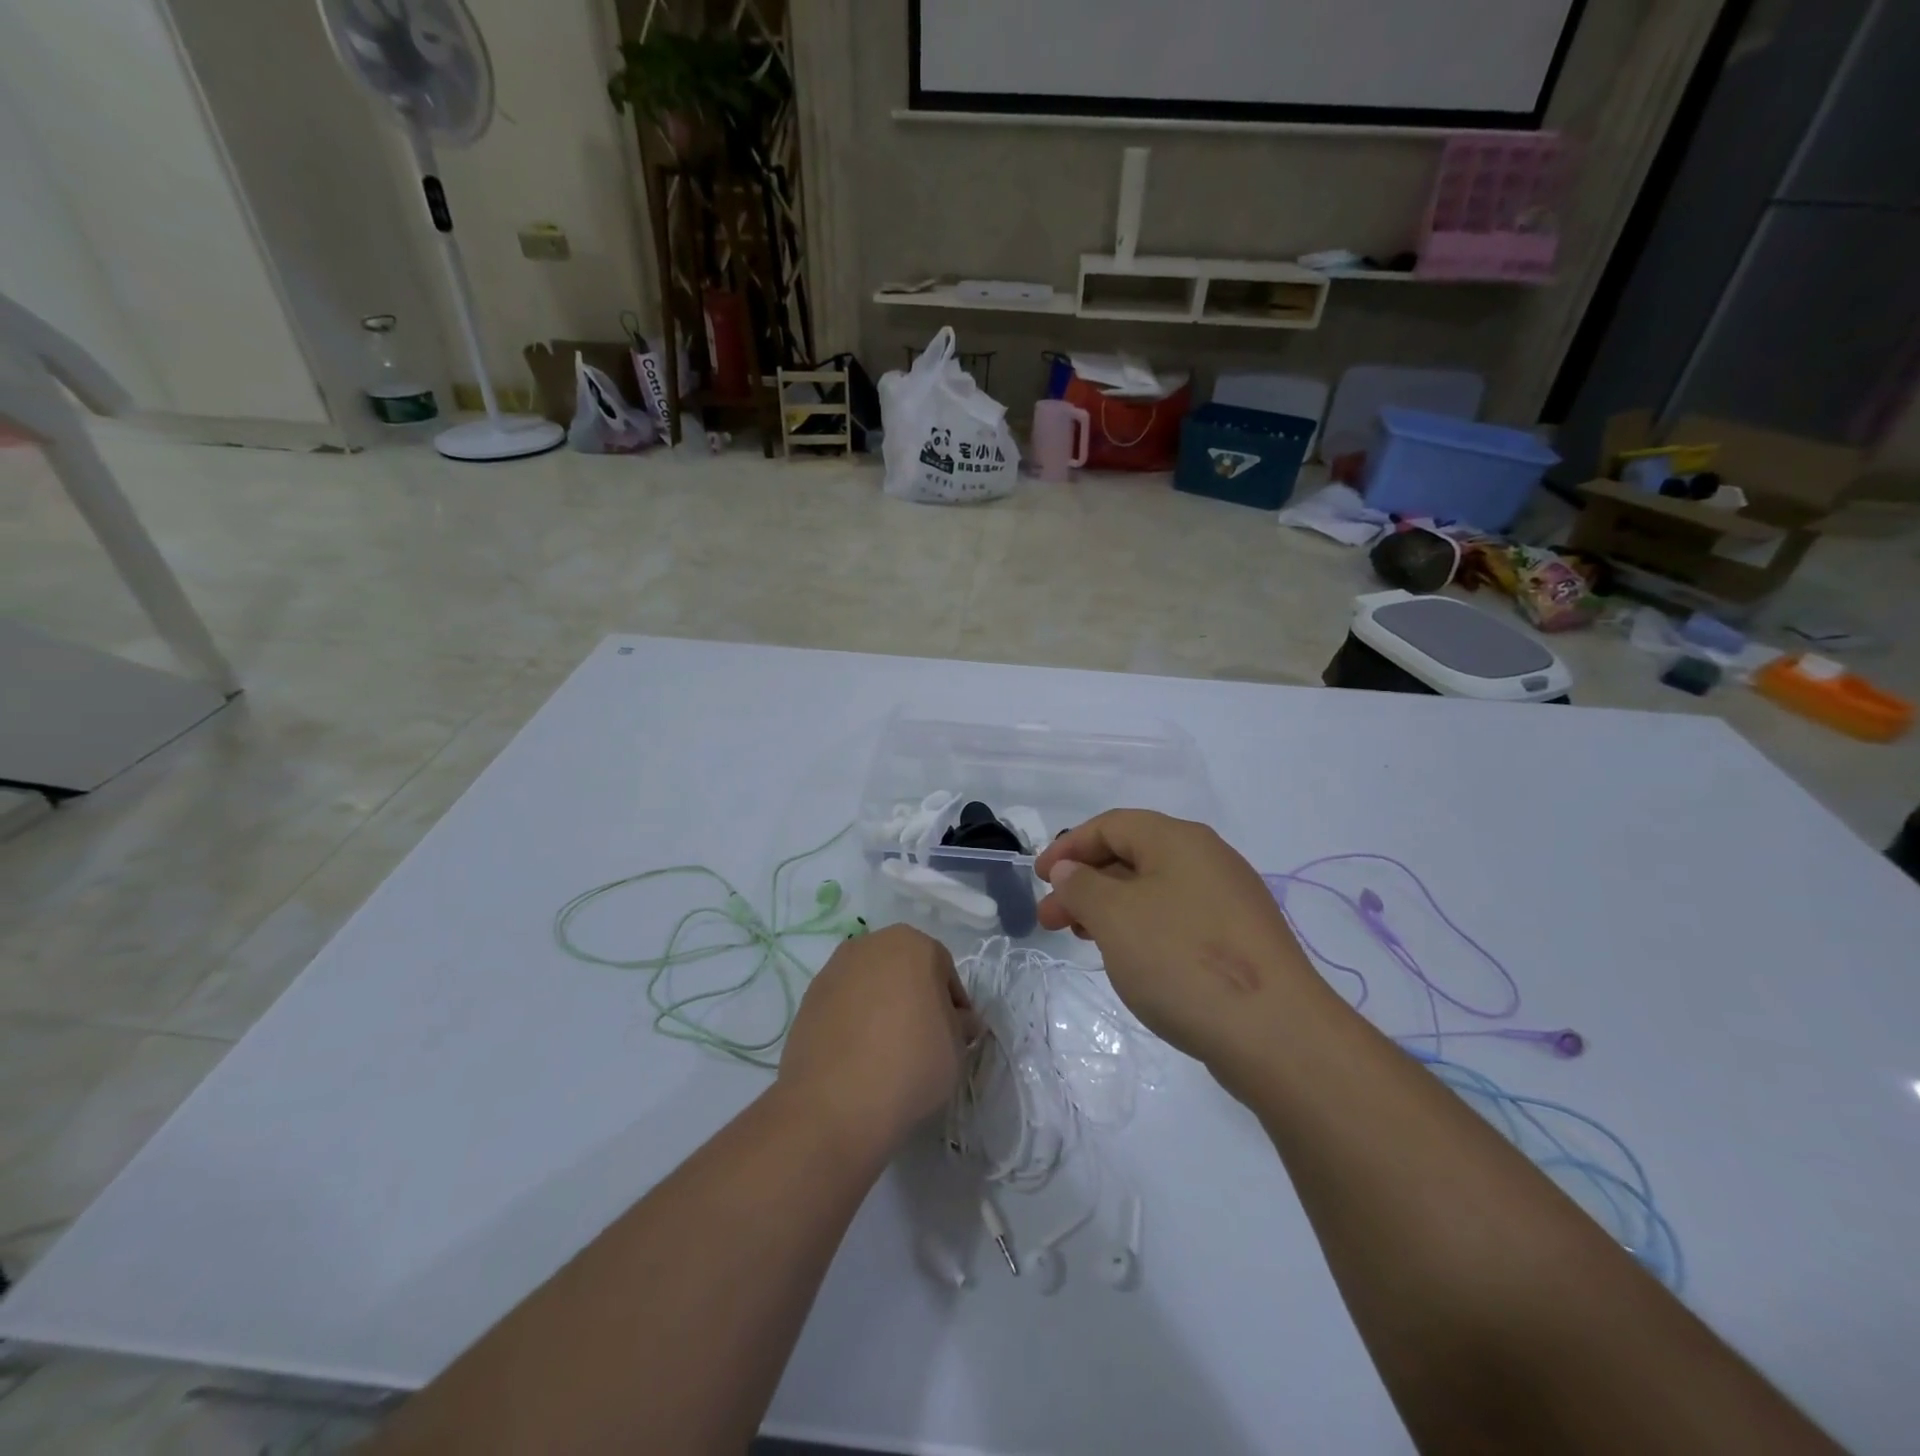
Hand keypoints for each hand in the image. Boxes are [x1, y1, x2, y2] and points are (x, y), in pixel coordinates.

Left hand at [778, 925, 979, 1153]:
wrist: (835, 1102)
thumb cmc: (911, 1063)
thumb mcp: (957, 1048)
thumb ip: (960, 1025)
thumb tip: (959, 1021)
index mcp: (913, 944)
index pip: (944, 971)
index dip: (953, 1005)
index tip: (955, 1036)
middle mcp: (871, 944)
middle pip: (904, 969)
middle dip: (916, 997)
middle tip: (923, 1039)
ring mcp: (834, 968)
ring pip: (871, 983)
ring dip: (882, 1006)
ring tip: (887, 1050)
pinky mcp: (808, 997)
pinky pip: (843, 1004)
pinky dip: (853, 1020)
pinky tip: (859, 1056)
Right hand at [1034, 811, 1322, 1069]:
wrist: (1276, 1034)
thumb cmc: (1182, 960)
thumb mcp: (1115, 917)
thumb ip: (1083, 886)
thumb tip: (1072, 871)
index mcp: (1178, 840)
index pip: (1111, 825)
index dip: (1069, 847)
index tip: (1039, 879)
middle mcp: (1208, 859)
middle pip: (1132, 856)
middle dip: (1085, 884)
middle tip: (1053, 920)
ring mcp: (1229, 901)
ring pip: (1154, 891)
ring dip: (1111, 909)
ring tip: (1085, 941)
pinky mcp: (1241, 941)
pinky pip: (1178, 919)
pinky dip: (1143, 929)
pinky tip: (1132, 960)